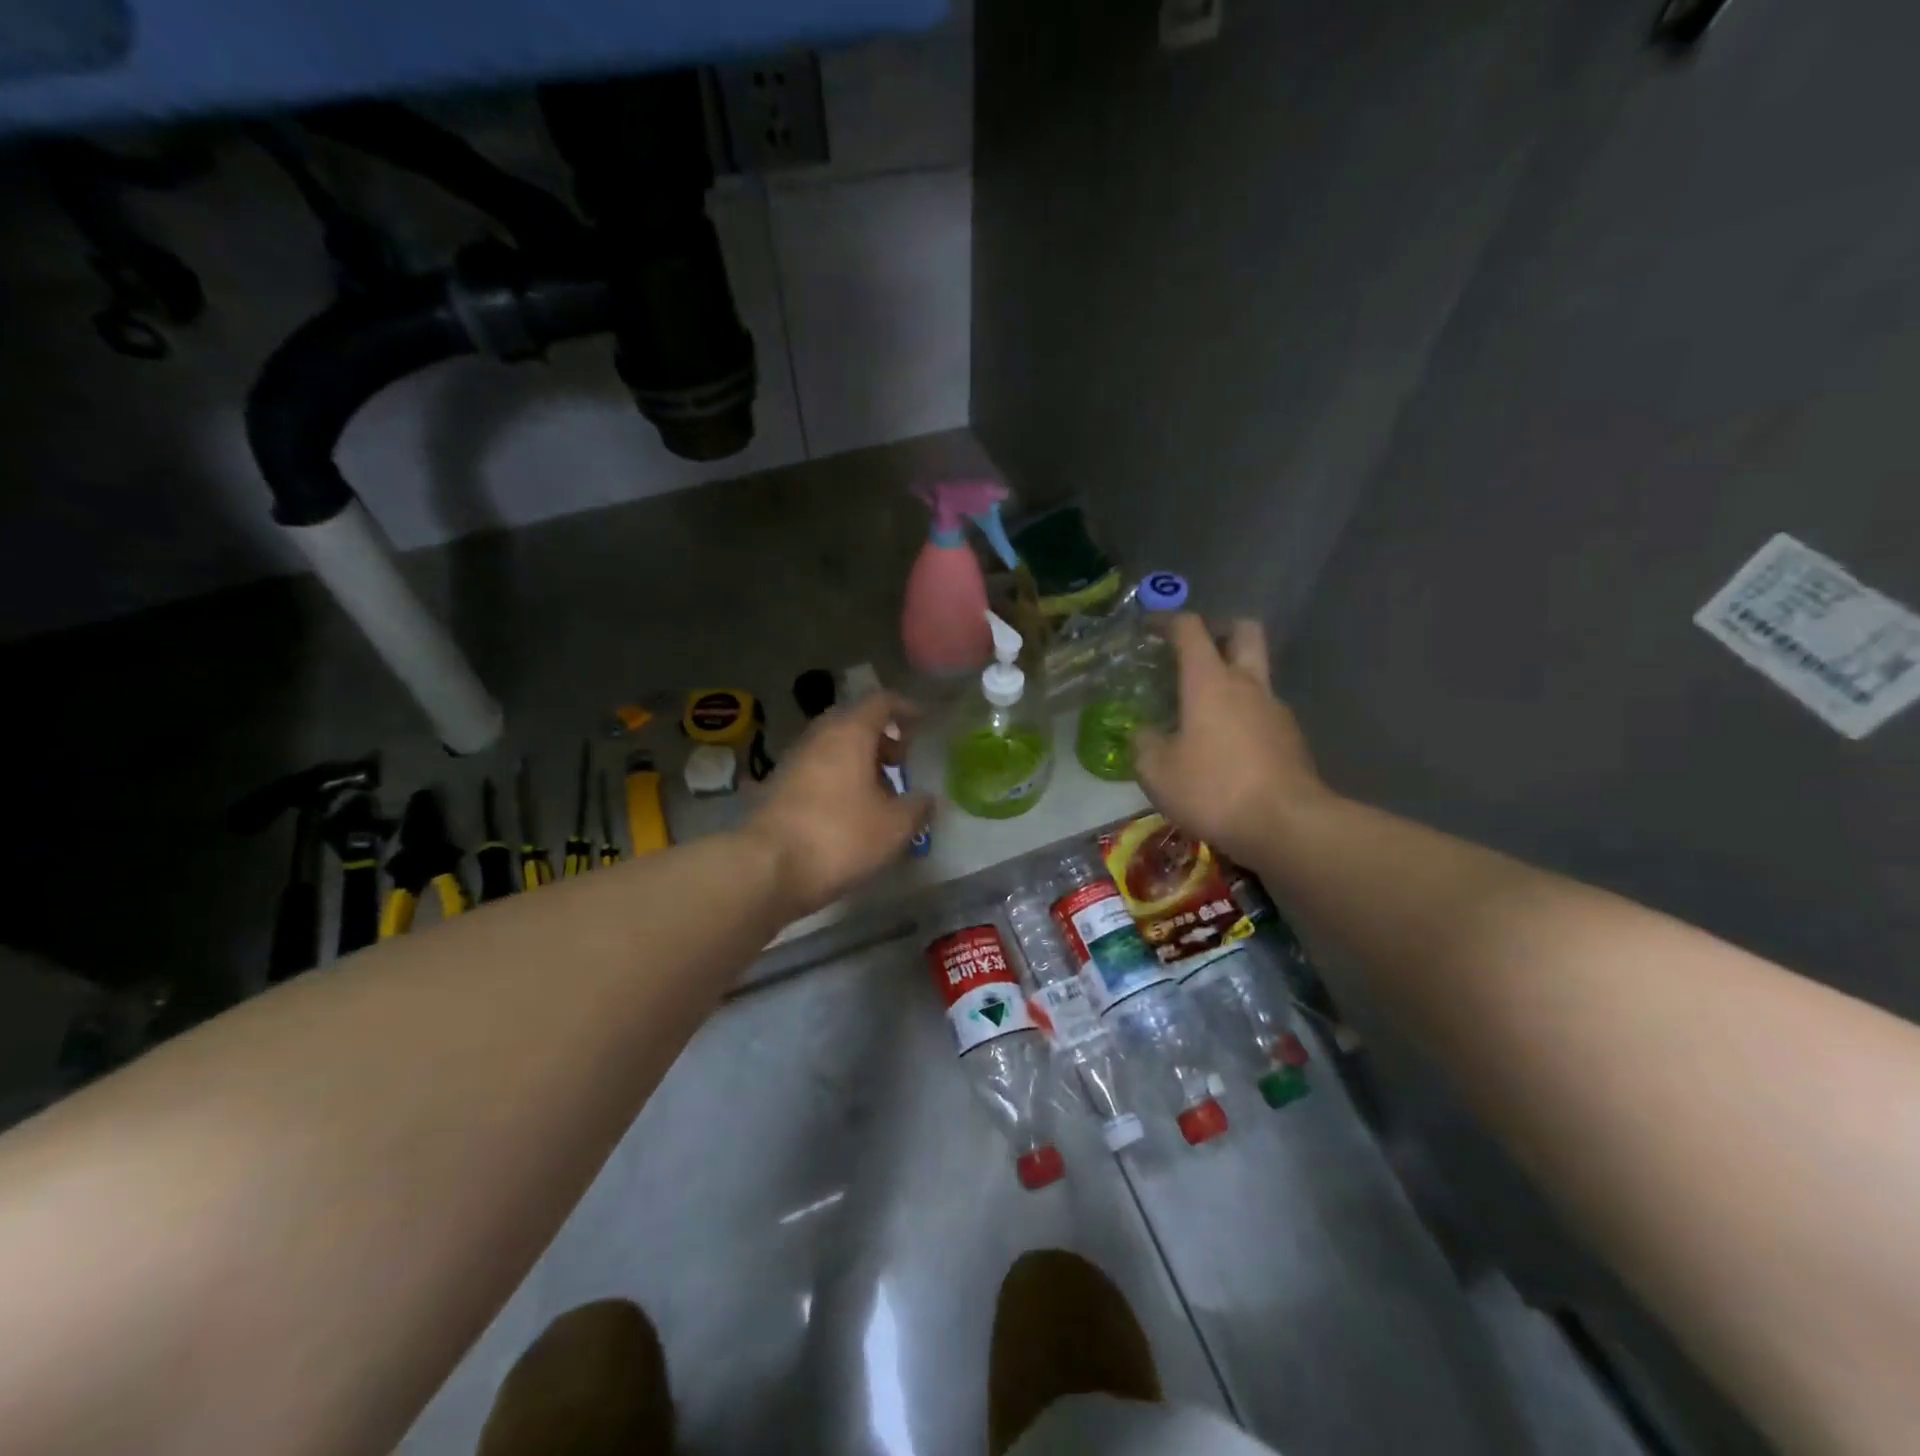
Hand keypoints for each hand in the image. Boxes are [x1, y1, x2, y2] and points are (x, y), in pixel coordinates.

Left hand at [744, 691, 933, 919]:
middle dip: (882, 738)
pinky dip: (838, 778)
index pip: (881, 702)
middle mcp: (818, 737)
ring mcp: (793, 760)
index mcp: (849, 732)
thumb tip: (926, 799)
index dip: (906, 708)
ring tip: (880, 792)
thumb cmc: (839, 836)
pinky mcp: (777, 787)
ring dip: (859, 760)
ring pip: (833, 747)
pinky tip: (849, 811)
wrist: (766, 867)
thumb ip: (917, 808)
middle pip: (854, 722)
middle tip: (902, 761)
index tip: (924, 723)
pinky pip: (817, 770)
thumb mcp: (894, 827)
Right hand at [1134, 615, 1333, 864]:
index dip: (1168, 621)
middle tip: (1195, 650)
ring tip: (1203, 710)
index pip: (1190, 629)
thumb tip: (1144, 733)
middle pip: (1244, 631)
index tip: (1150, 627)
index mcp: (1210, 681)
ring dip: (1232, 679)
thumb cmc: (1213, 789)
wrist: (1287, 825)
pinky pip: (1263, 712)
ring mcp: (1276, 710)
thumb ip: (1144, 744)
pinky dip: (1244, 715)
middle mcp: (1248, 685)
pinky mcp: (1292, 739)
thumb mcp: (1157, 771)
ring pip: (1256, 675)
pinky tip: (1225, 747)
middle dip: (1220, 630)